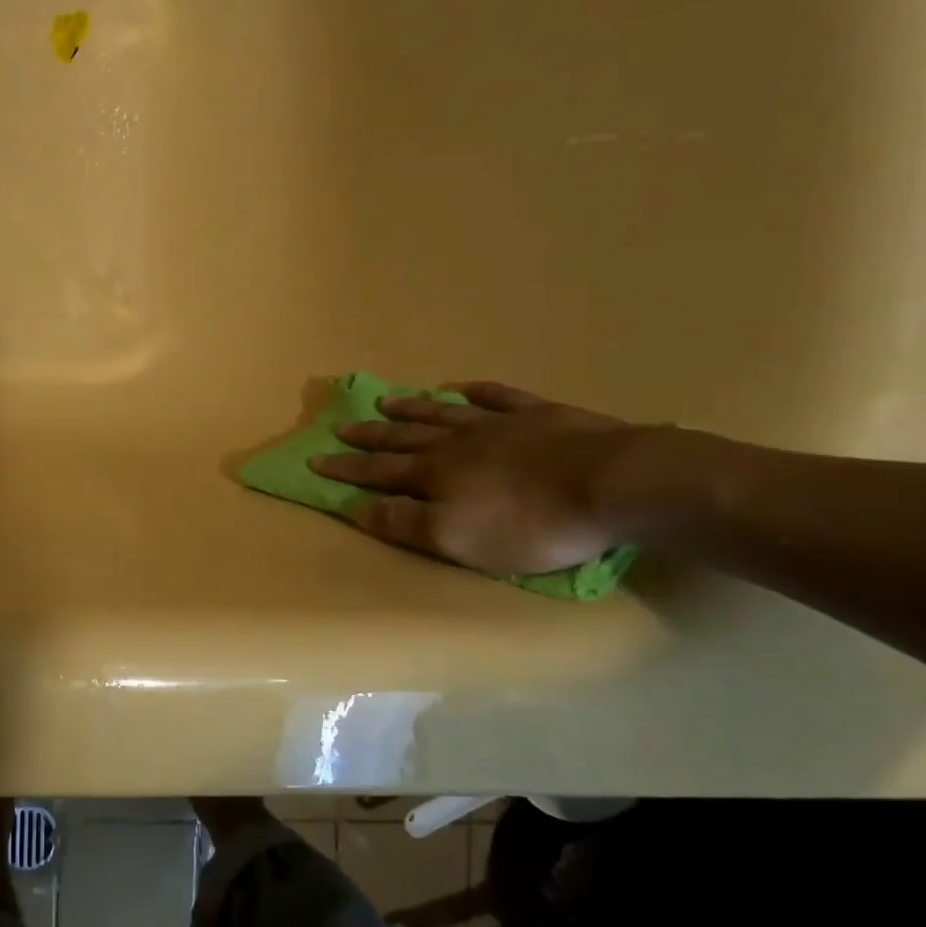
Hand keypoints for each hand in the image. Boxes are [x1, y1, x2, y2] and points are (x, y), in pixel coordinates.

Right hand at [310, 382, 640, 573]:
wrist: (610, 483)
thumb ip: (403, 522)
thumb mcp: (456, 539)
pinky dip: (476, 392)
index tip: (315, 459)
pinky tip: (463, 387)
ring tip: (385, 402)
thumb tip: (355, 507)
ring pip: (442, 414)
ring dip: (411, 409)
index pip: (378, 472)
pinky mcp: (539, 415)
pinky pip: (498, 397)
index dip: (345, 468)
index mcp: (435, 474)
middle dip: (369, 436)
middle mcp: (456, 443)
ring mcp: (497, 424)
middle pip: (403, 437)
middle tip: (341, 427)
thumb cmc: (529, 522)